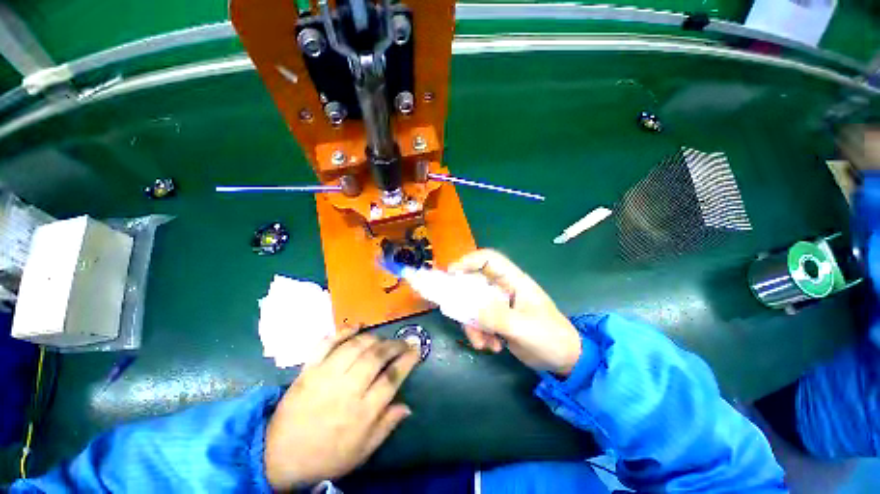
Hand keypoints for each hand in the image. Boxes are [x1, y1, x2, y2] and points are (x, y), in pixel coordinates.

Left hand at [264, 333, 419, 488]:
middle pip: (376, 357)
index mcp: (361, 413)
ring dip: (374, 338)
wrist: (278, 456)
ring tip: (383, 339)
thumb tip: (407, 406)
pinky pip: (326, 343)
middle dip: (395, 345)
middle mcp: (346, 390)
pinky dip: (342, 331)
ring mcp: (325, 376)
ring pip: (356, 346)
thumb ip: (386, 427)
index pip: (391, 379)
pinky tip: (357, 326)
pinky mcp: (308, 369)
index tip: (416, 350)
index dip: (407, 360)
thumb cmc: (326, 456)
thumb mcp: (361, 452)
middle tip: (403, 341)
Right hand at [449, 249, 581, 375]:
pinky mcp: (497, 319)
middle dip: (464, 299)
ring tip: (483, 343)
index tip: (451, 273)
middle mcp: (504, 289)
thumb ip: (497, 317)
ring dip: (472, 324)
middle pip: (474, 282)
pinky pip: (478, 320)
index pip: (489, 260)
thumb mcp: (525, 328)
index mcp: (514, 281)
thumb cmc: (551, 338)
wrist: (564, 360)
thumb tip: (470, 308)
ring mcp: (499, 304)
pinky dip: (479, 333)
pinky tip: (491, 347)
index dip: (468, 261)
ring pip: (473, 305)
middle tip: (455, 313)